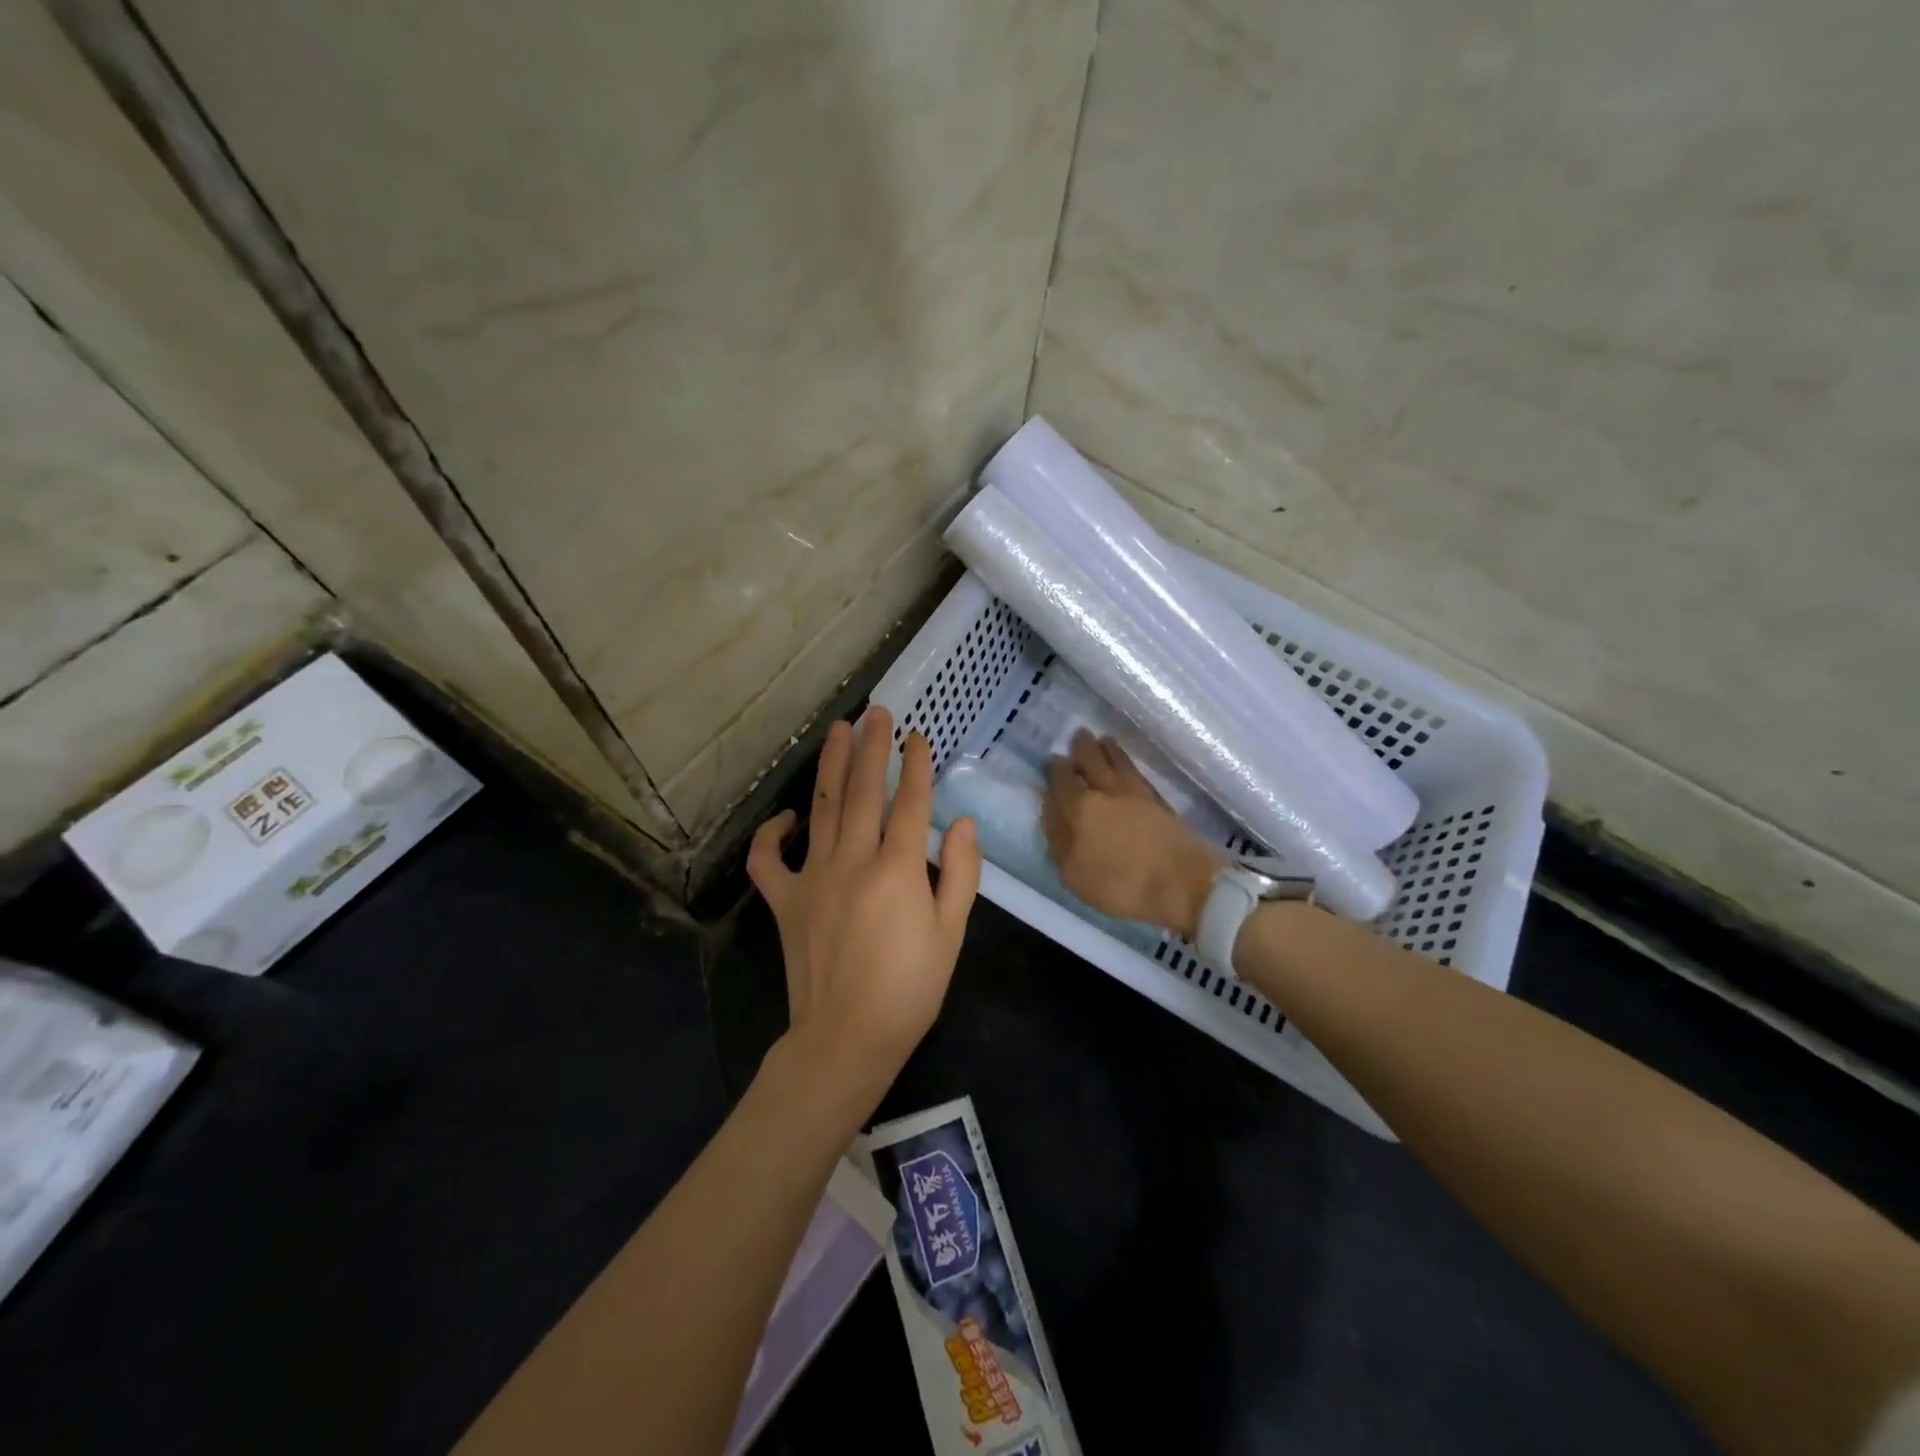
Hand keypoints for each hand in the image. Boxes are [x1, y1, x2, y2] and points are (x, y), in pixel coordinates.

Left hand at [748, 707, 981, 1103]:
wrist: (847, 1038)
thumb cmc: (910, 989)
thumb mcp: (952, 933)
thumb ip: (962, 873)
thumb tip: (963, 824)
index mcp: (899, 869)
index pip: (911, 802)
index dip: (917, 765)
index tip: (918, 736)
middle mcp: (854, 861)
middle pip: (863, 791)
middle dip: (871, 748)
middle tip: (875, 712)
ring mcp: (813, 877)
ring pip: (822, 809)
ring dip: (830, 766)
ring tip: (838, 730)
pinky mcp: (785, 901)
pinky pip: (770, 860)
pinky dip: (772, 834)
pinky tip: (787, 815)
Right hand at [1042, 731, 1225, 939]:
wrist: (1183, 884)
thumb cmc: (1120, 884)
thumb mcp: (1073, 873)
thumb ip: (1057, 837)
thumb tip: (1050, 806)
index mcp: (1081, 807)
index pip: (1063, 779)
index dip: (1056, 768)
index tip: (1053, 760)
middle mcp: (1107, 792)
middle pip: (1092, 762)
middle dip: (1082, 748)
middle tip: (1078, 736)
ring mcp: (1137, 795)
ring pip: (1118, 763)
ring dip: (1108, 750)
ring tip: (1103, 740)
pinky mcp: (1161, 803)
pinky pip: (1138, 775)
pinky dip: (1128, 764)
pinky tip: (1127, 766)